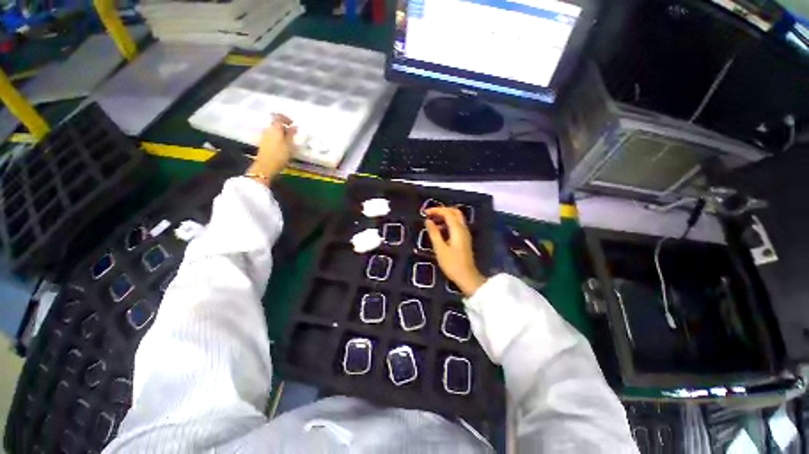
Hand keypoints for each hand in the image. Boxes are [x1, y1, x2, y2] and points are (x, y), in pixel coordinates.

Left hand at [247, 114, 296, 184]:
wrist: (266, 166)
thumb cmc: (280, 155)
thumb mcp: (289, 145)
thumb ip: (291, 134)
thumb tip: (294, 126)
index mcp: (275, 128)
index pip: (278, 117)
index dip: (286, 118)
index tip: (293, 124)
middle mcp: (268, 129)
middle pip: (276, 124)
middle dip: (284, 127)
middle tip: (293, 134)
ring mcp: (264, 136)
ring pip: (274, 130)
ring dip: (281, 133)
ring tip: (289, 141)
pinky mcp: (263, 143)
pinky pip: (272, 136)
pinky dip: (278, 138)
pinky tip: (283, 146)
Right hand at [425, 207, 486, 296]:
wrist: (467, 277)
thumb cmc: (452, 264)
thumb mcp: (440, 248)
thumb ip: (434, 233)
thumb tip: (428, 221)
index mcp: (457, 229)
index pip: (447, 213)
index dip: (436, 210)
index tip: (425, 212)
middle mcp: (463, 228)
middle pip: (454, 212)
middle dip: (442, 210)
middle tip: (430, 214)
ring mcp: (465, 233)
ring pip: (456, 218)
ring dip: (445, 216)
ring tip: (432, 221)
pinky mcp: (464, 239)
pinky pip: (456, 225)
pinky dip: (448, 223)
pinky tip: (439, 230)